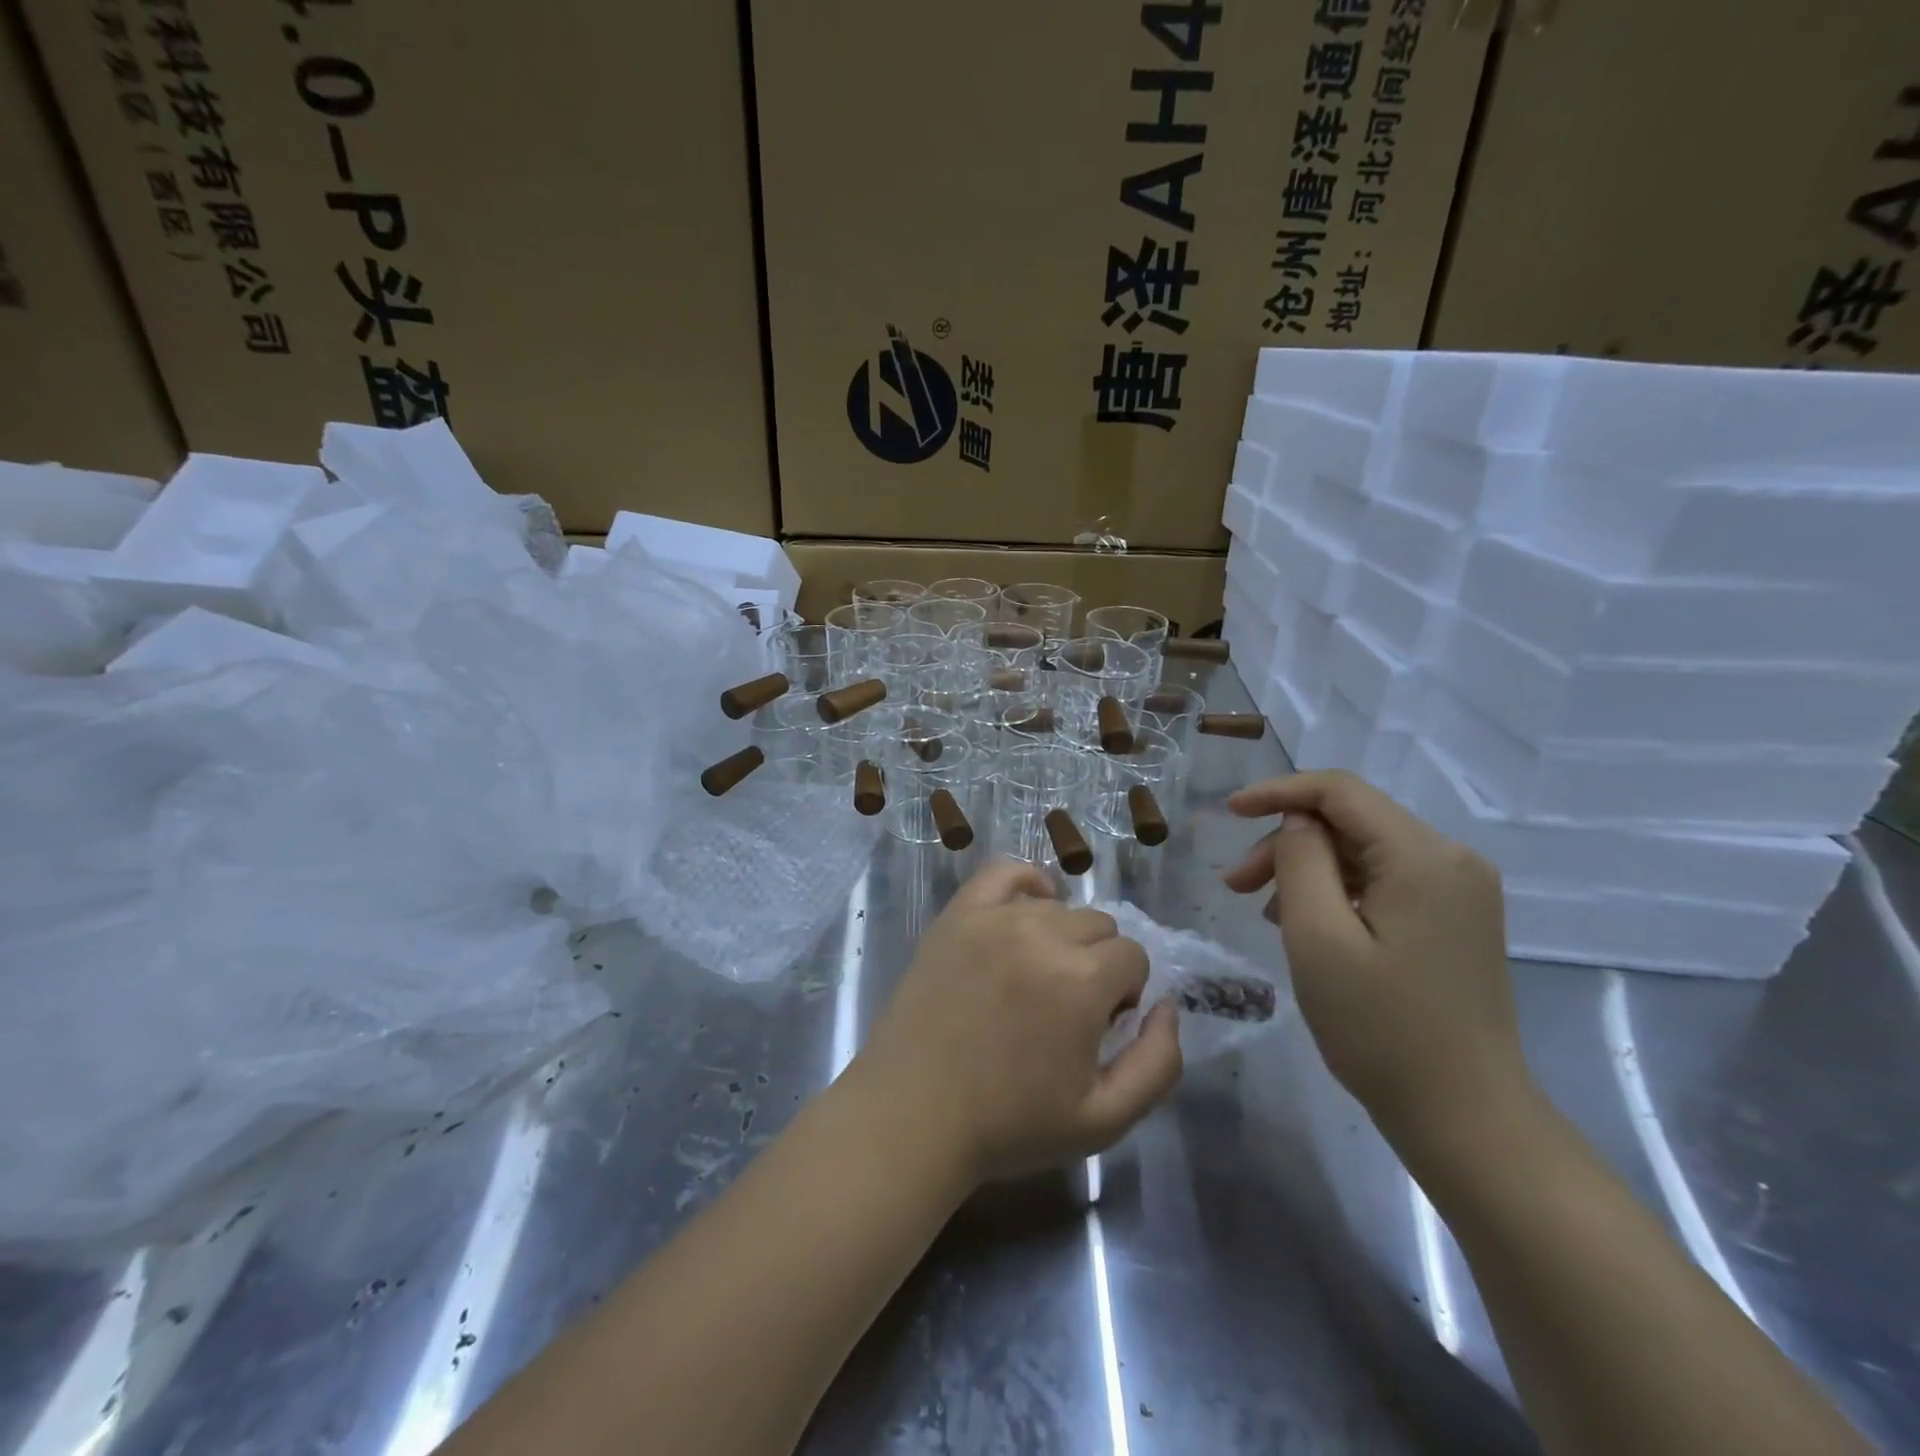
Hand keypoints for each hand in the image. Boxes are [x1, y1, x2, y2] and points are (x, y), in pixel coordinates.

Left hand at [853, 860, 1183, 1181]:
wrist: (913, 1113)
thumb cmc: (1010, 1122)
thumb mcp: (1105, 1119)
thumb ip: (1158, 1063)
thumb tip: (1167, 1007)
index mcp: (1081, 980)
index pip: (1133, 957)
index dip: (1124, 994)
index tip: (1097, 1027)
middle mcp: (1041, 934)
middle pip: (1098, 925)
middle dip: (1097, 964)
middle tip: (1066, 1009)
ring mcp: (993, 918)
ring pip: (1056, 906)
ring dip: (1061, 937)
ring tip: (1034, 979)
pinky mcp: (957, 915)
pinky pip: (1003, 873)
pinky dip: (1025, 885)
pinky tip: (1026, 912)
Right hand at [1223, 771, 1530, 1149]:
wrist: (1466, 1117)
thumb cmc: (1381, 1029)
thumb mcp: (1318, 940)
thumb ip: (1301, 862)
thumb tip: (1298, 822)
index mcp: (1422, 856)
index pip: (1340, 791)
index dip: (1278, 792)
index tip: (1229, 813)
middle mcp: (1451, 859)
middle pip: (1352, 821)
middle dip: (1287, 842)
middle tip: (1235, 885)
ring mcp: (1460, 891)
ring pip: (1365, 850)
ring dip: (1308, 868)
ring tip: (1265, 912)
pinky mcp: (1456, 918)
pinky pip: (1385, 880)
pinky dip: (1339, 890)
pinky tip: (1309, 924)